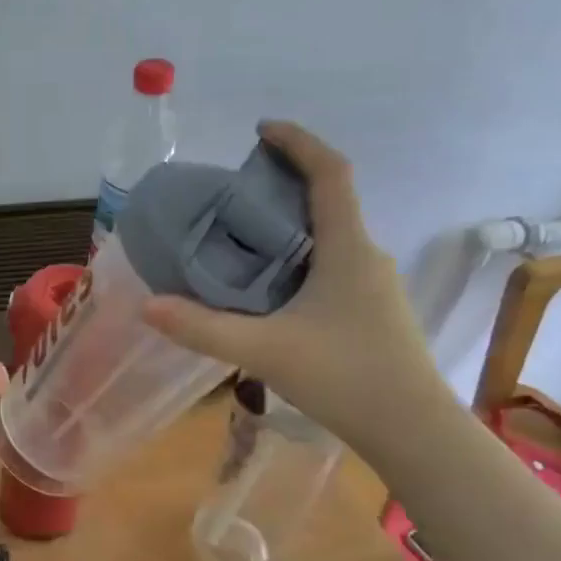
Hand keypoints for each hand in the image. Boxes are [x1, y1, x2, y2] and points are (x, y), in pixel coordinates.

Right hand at [141, 120, 449, 449]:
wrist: (413, 430)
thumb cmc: (345, 377)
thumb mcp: (263, 350)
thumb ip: (201, 328)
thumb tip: (147, 306)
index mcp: (347, 249)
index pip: (330, 174)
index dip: (298, 142)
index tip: (262, 130)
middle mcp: (366, 257)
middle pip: (329, 201)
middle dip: (285, 184)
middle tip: (234, 192)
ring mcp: (373, 286)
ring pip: (329, 238)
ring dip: (291, 226)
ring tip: (241, 239)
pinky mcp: (371, 311)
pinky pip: (331, 265)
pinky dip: (298, 259)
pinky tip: (269, 289)